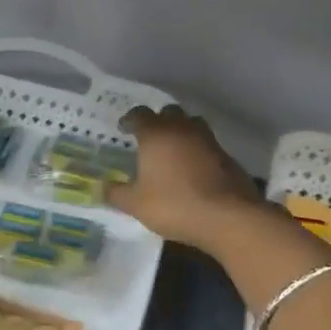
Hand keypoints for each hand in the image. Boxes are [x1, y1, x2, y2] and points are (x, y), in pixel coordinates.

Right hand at [110, 104, 263, 252]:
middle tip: (148, 137)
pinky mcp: (226, 155)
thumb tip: (102, 186)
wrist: (227, 216)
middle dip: (157, 121)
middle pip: (169, 113)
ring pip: (191, 124)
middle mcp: (182, 128)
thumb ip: (117, 193)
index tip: (123, 128)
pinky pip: (206, 144)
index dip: (129, 120)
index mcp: (156, 134)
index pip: (139, 114)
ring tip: (171, 150)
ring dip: (180, 131)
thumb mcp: (136, 205)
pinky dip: (196, 149)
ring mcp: (208, 140)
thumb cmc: (174, 205)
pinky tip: (192, 168)